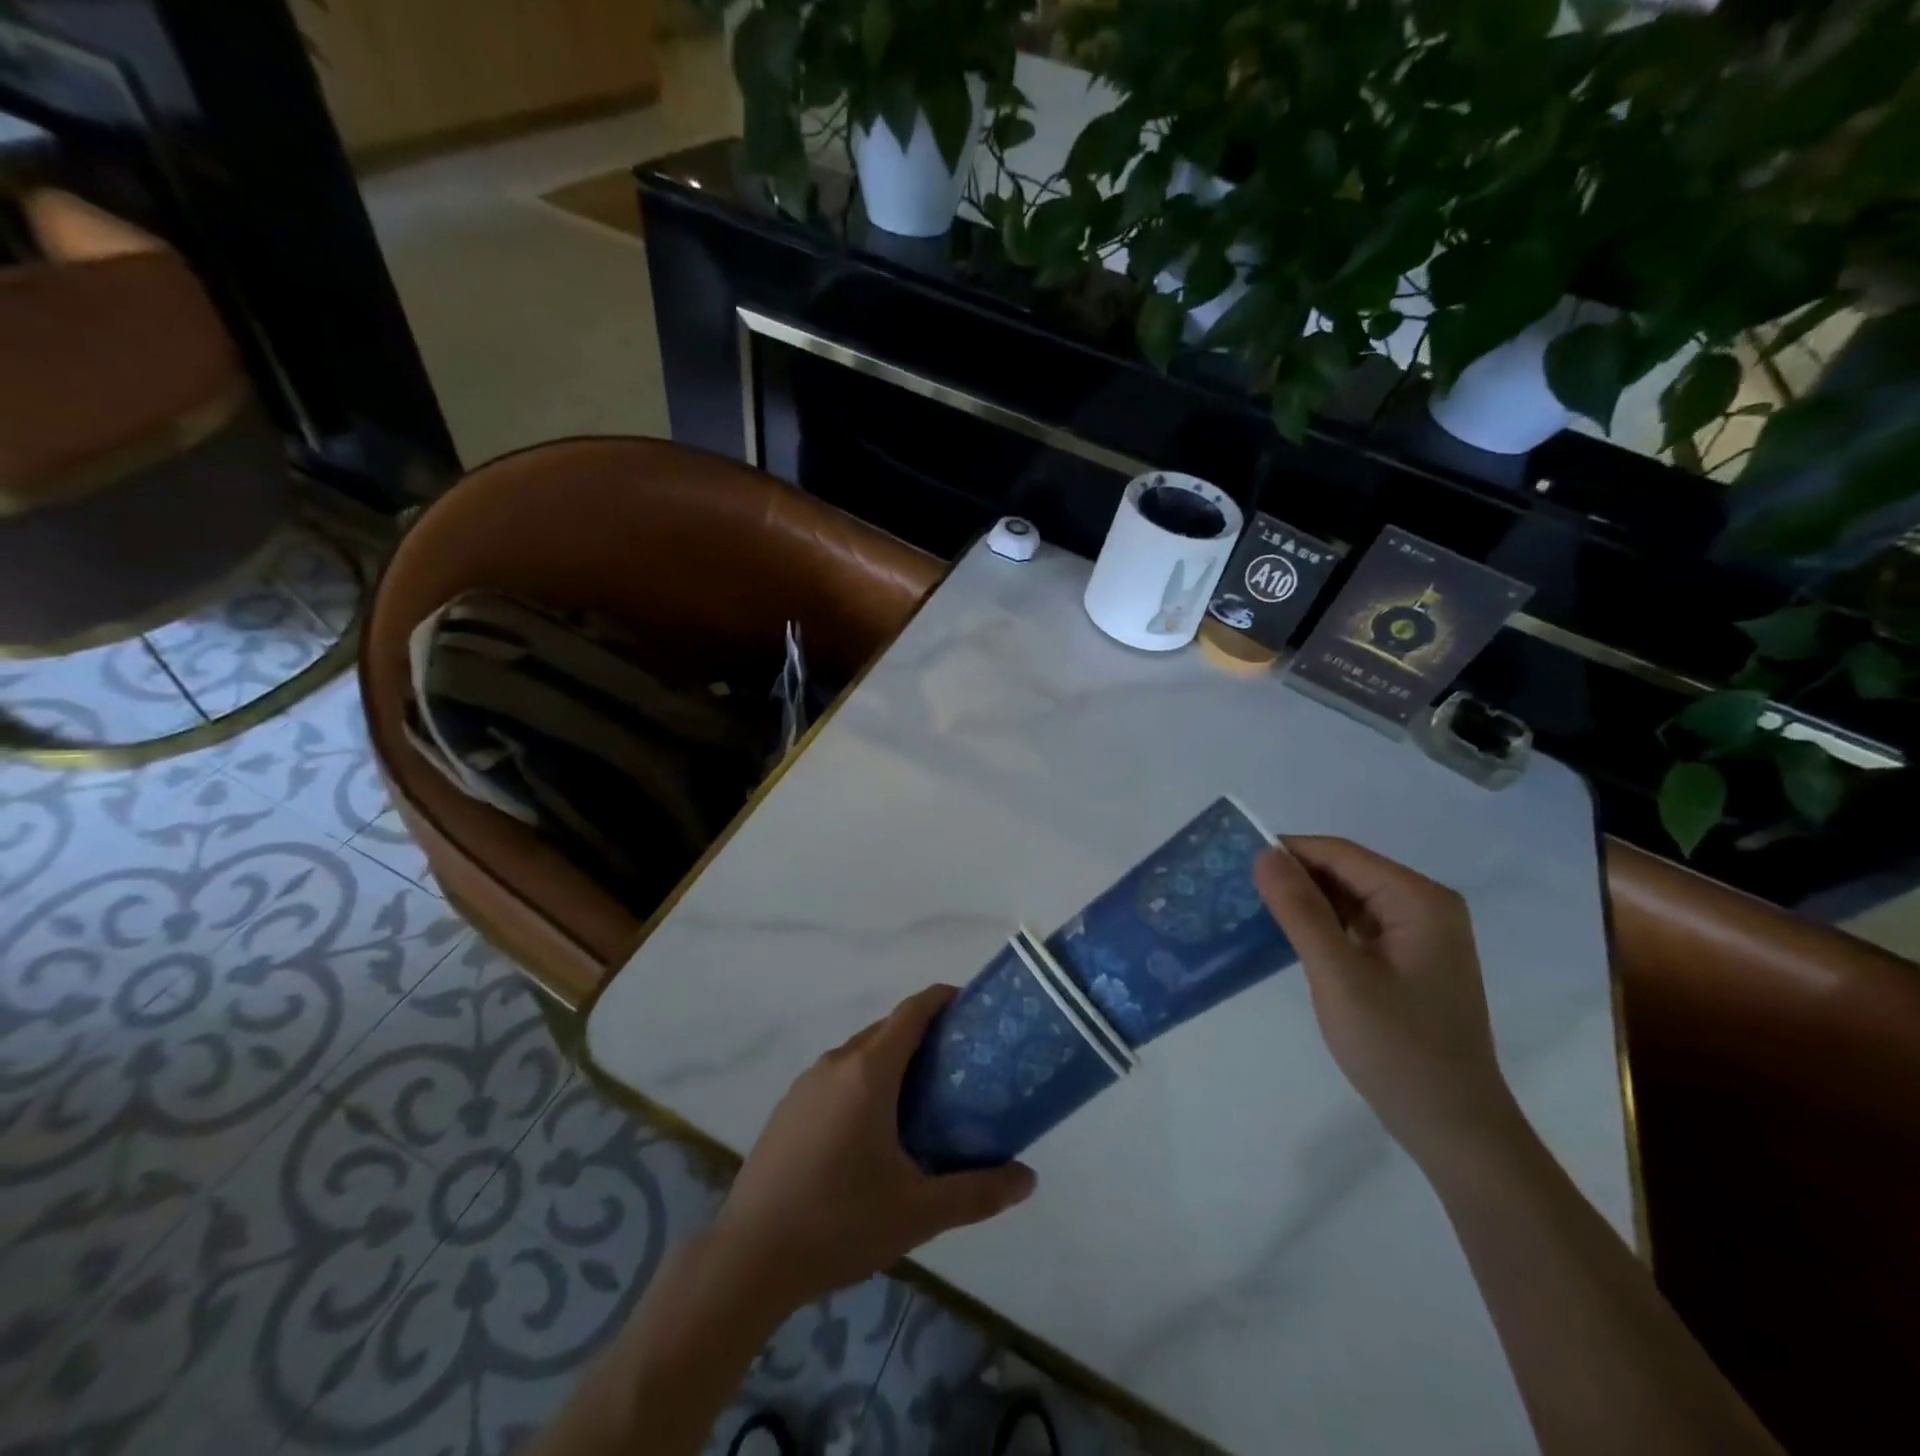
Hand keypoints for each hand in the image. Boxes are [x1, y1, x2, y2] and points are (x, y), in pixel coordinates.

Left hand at [707, 985, 1036, 1311]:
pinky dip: (864, 1082)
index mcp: (868, 1072)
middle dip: (924, 1034)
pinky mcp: (788, 1108)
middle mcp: (835, 1064)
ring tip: (924, 1098)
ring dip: (892, 1060)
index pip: (912, 1011)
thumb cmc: (839, 1223)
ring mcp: (805, 1084)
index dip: (942, 999)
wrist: (749, 1257)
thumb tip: (1028, 1179)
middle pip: (887, 1029)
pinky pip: (836, 1077)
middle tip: (960, 1064)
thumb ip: (977, 1192)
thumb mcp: (918, 1212)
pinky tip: (873, 1131)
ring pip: (860, 1054)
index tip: (971, 1006)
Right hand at [1254, 837, 1522, 1170]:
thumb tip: (1264, 854)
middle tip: (1236, 887)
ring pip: (1348, 898)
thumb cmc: (1397, 1049)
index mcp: (1418, 900)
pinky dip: (1322, 925)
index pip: (1340, 854)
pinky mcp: (1409, 959)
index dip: (1287, 852)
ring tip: (1251, 907)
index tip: (1234, 862)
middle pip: (1346, 872)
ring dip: (1304, 901)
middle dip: (1293, 877)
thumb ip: (1300, 910)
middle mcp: (1425, 906)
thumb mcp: (1338, 975)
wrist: (1453, 1128)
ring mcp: (1420, 934)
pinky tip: (1287, 936)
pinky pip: (1357, 924)